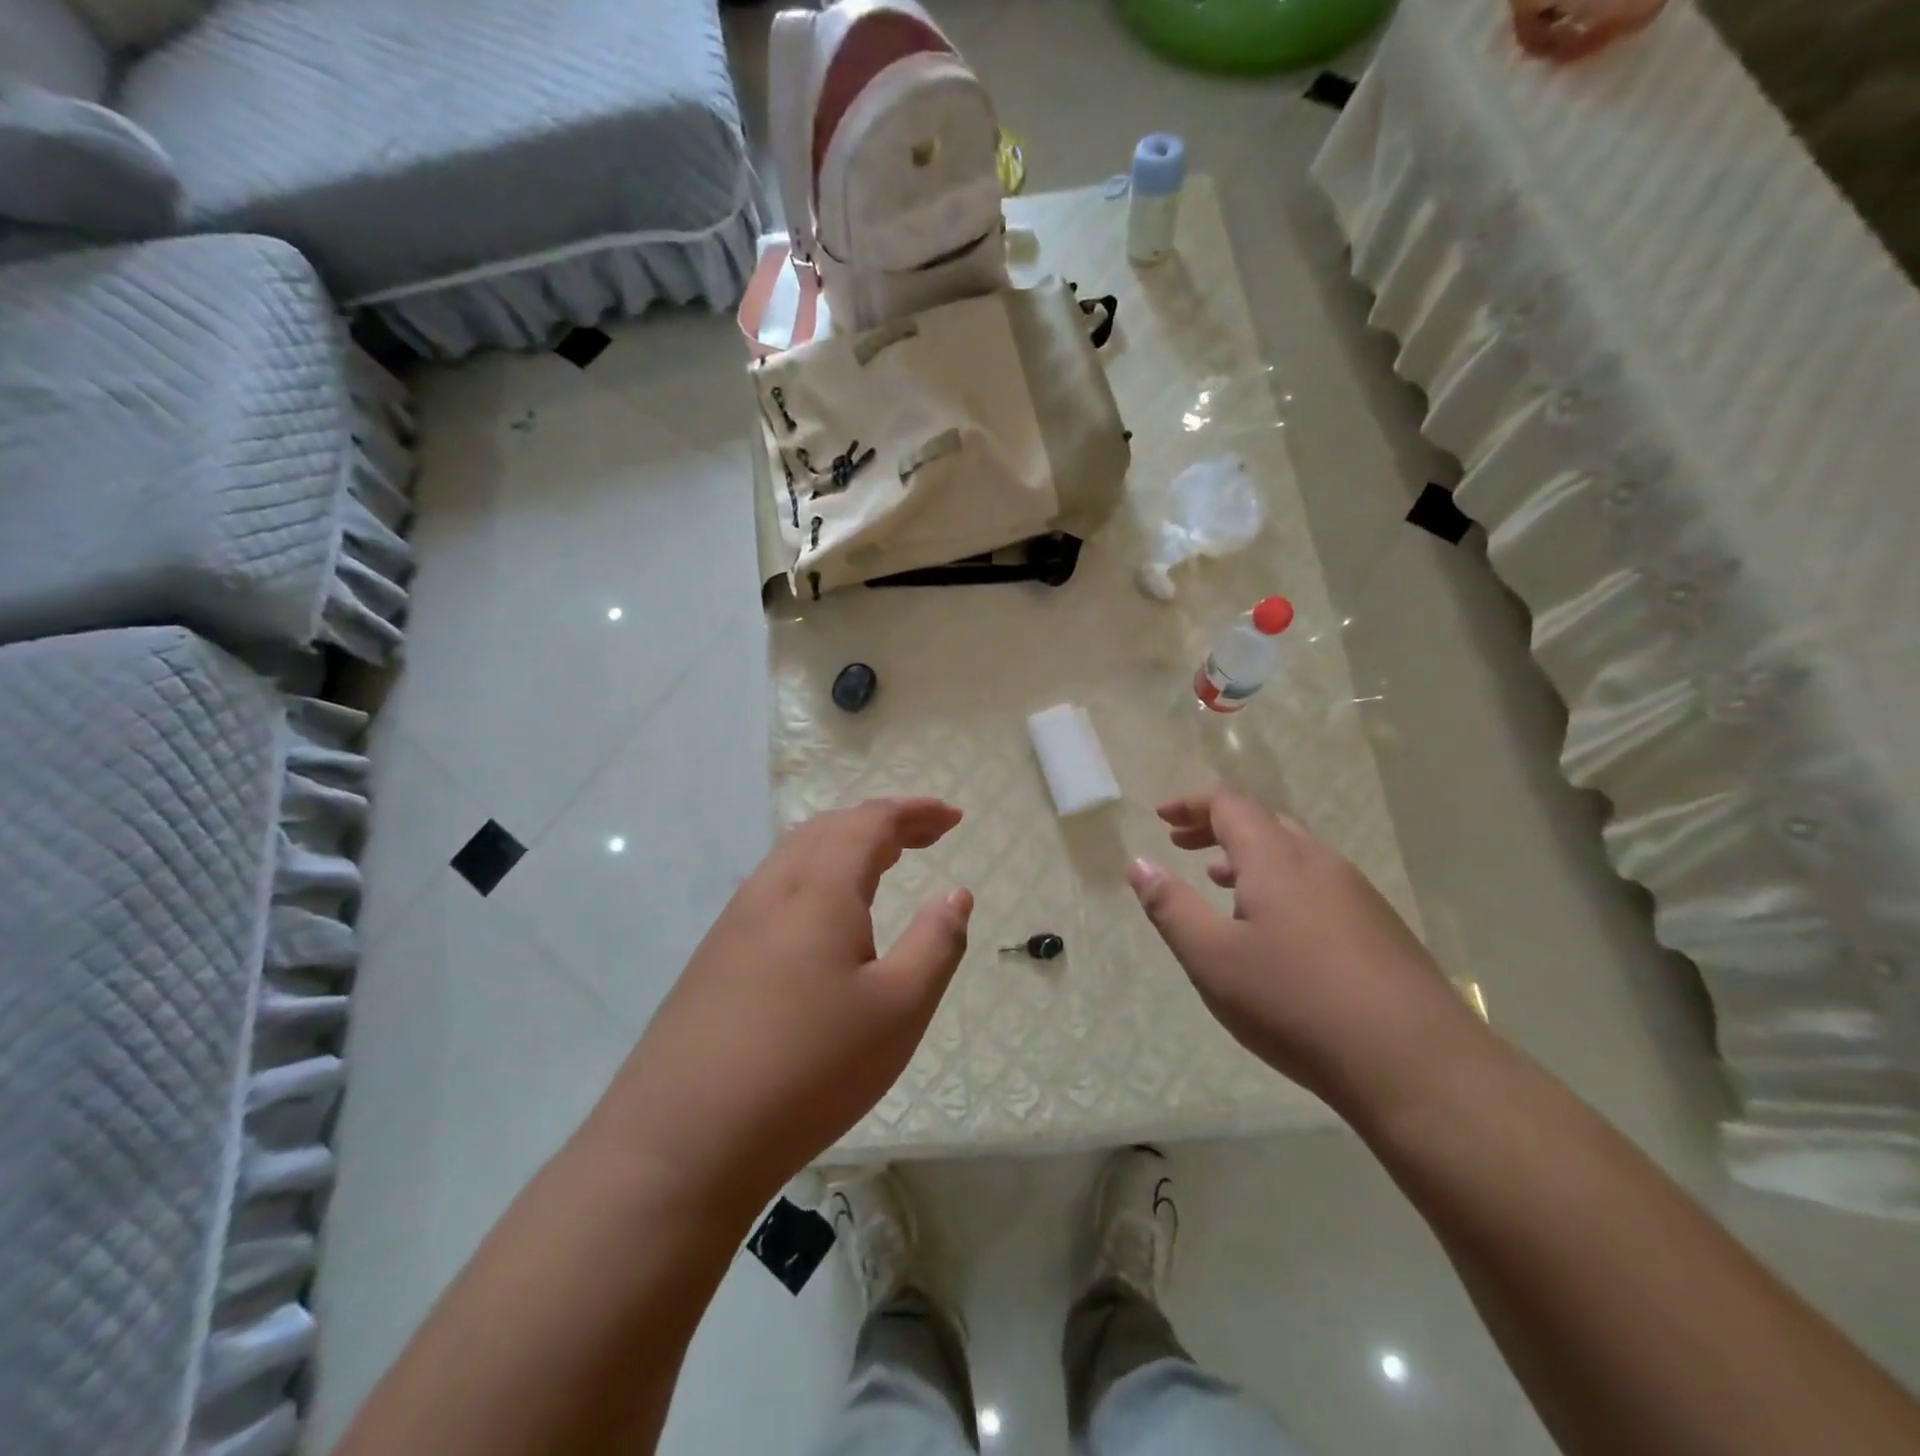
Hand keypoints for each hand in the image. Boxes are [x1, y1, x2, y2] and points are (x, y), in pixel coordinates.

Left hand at [602, 799, 971, 1215]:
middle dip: (883, 822)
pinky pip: (775, 887)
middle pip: (830, 827)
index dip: (916, 811)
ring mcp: (735, 922)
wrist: (681, 1141)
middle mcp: (773, 889)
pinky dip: (815, 875)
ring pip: (796, 854)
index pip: (871, 822)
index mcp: (820, 890)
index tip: (954, 817)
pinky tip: (823, 916)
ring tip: (882, 863)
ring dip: (845, 844)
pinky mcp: (714, 956)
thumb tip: (955, 893)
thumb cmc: (809, 1069)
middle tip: (925, 835)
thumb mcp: (898, 1010)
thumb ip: (936, 943)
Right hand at [1127, 792, 1471, 1109]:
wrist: (1415, 1063)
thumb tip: (1139, 864)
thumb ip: (1170, 907)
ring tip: (1219, 882)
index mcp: (1276, 860)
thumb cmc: (1295, 1003)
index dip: (1192, 805)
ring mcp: (1357, 893)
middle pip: (1264, 822)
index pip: (1230, 806)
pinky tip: (1274, 927)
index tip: (1161, 818)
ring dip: (1250, 856)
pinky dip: (1281, 882)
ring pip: (1294, 853)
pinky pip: (1318, 882)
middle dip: (1217, 827)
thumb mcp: (1212, 959)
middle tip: (1181, 845)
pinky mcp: (1380, 926)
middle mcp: (1319, 862)